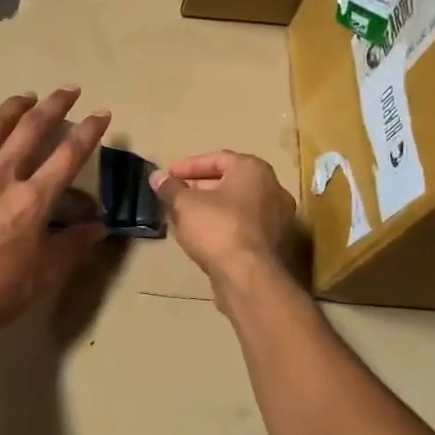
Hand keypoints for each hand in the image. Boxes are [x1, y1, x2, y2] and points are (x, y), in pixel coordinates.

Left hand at [0, 88, 111, 342]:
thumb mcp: (45, 275)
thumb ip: (73, 245)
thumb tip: (98, 226)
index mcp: (31, 201)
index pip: (68, 155)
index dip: (89, 131)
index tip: (101, 114)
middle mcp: (0, 178)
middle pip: (31, 129)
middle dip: (54, 105)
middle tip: (68, 90)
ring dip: (11, 107)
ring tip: (25, 97)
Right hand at [151, 152, 295, 290]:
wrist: (248, 276)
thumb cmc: (217, 228)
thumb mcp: (185, 204)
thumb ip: (170, 188)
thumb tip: (157, 177)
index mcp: (254, 170)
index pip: (218, 159)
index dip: (188, 167)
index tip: (169, 176)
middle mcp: (273, 188)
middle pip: (230, 181)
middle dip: (200, 188)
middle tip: (176, 196)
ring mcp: (278, 217)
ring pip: (237, 205)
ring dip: (211, 208)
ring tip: (185, 218)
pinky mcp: (275, 243)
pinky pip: (245, 225)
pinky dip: (224, 225)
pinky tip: (203, 237)